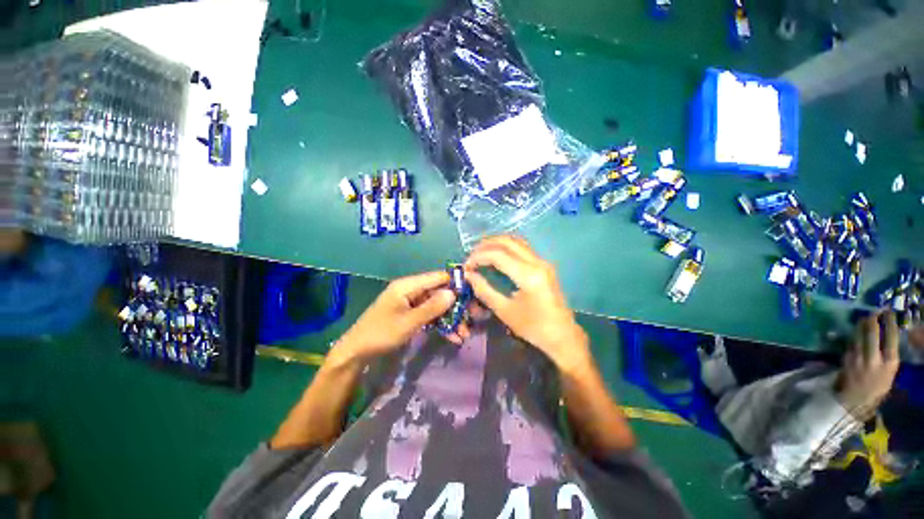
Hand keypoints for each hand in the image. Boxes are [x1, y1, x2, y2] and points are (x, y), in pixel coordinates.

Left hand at [336, 271, 460, 361]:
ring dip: (450, 318)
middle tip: (472, 317)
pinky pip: (430, 315)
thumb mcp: (409, 322)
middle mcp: (411, 290)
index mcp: (408, 285)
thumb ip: (432, 307)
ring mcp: (411, 303)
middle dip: (455, 306)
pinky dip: (441, 324)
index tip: (473, 291)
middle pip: (439, 293)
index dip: (455, 282)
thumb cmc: (381, 333)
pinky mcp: (411, 314)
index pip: (437, 277)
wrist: (357, 352)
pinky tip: (453, 337)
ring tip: (464, 333)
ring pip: (437, 306)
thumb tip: (453, 293)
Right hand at [464, 235, 590, 372]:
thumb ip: (484, 290)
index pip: (498, 255)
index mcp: (528, 275)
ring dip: (496, 244)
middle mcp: (537, 262)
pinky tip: (496, 256)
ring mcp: (543, 262)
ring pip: (516, 241)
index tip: (466, 266)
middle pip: (507, 242)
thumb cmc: (533, 328)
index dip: (478, 257)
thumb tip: (468, 275)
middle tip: (471, 256)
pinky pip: (522, 248)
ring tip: (480, 253)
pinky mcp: (544, 265)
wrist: (563, 336)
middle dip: (485, 245)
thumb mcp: (505, 311)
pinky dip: (506, 248)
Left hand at [837, 311, 900, 418]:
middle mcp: (874, 359)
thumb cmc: (876, 388)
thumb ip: (888, 356)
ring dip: (862, 323)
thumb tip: (888, 337)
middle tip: (875, 311)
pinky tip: (857, 330)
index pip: (892, 337)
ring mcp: (858, 358)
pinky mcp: (846, 358)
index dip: (890, 322)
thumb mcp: (889, 373)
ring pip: (859, 334)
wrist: (855, 400)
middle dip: (873, 319)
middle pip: (873, 332)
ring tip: (866, 317)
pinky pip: (851, 341)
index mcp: (889, 363)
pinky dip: (854, 333)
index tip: (889, 312)